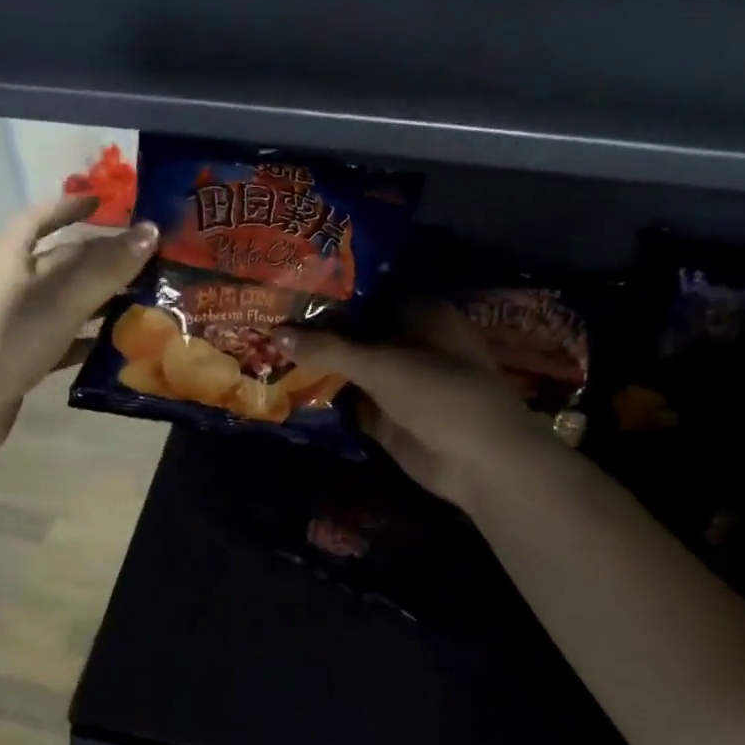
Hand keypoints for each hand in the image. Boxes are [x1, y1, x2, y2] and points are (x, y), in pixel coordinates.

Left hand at [0, 195, 158, 452]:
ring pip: (64, 299)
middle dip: (100, 258)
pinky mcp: (20, 353)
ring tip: (141, 300)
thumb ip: (107, 268)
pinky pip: (60, 335)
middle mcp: (10, 282)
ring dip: (99, 299)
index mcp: (11, 256)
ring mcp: (13, 320)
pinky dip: (86, 336)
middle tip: (144, 259)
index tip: (105, 202)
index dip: (71, 206)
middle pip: (59, 260)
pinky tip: (115, 345)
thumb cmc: (11, 340)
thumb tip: (151, 230)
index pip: (41, 217)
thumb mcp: (62, 301)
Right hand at [276, 303, 553, 511]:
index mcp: (419, 314)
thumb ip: (329, 349)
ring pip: (349, 367)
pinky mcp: (386, 416)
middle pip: (354, 331)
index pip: (366, 292)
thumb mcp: (382, 365)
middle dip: (315, 329)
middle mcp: (407, 342)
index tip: (287, 284)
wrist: (479, 461)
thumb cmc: (441, 395)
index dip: (329, 290)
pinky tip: (284, 387)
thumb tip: (275, 332)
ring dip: (316, 364)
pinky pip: (348, 401)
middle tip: (265, 317)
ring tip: (264, 348)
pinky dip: (323, 397)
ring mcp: (397, 382)